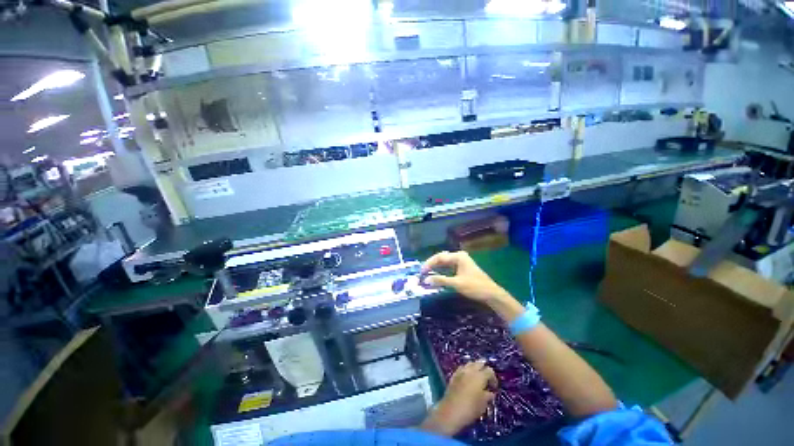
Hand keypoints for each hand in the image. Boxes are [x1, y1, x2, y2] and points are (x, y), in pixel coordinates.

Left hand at [420, 361, 497, 435]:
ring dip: (475, 368)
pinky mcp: (453, 375)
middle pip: (479, 363)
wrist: (451, 411)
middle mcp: (470, 370)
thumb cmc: (470, 409)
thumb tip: (490, 392)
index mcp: (479, 376)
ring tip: (477, 377)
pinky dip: (466, 370)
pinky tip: (467, 378)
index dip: (493, 378)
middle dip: (484, 368)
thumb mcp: (483, 404)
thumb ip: (488, 396)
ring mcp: (460, 371)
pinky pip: (462, 368)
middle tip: (487, 378)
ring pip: (470, 364)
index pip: (489, 370)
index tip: (494, 387)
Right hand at [422, 251, 509, 302]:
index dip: (429, 264)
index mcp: (458, 256)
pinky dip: (441, 271)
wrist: (491, 294)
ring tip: (426, 274)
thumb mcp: (456, 283)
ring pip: (444, 262)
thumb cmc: (475, 287)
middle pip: (441, 258)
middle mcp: (459, 256)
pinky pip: (448, 267)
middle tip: (422, 272)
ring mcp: (461, 261)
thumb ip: (441, 280)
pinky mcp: (462, 268)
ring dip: (436, 268)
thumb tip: (426, 280)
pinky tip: (436, 275)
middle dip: (431, 265)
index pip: (440, 257)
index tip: (421, 271)